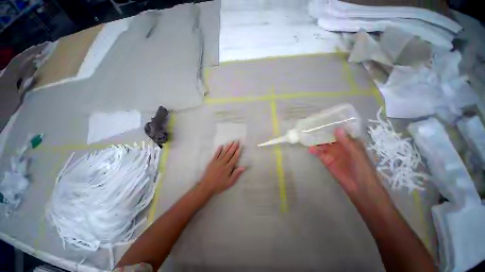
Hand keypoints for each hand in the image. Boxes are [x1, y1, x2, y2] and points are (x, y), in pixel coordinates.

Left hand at [198, 141, 244, 196]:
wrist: (206, 186)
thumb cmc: (219, 185)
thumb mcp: (229, 183)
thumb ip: (236, 174)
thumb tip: (243, 167)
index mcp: (228, 168)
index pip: (234, 158)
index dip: (238, 152)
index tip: (240, 146)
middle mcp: (223, 163)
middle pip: (229, 153)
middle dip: (234, 147)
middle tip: (237, 141)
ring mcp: (217, 161)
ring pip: (223, 152)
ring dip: (228, 146)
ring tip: (231, 141)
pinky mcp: (212, 162)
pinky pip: (216, 154)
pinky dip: (218, 150)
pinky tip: (221, 146)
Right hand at [309, 127, 391, 209]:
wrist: (359, 187)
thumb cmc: (362, 168)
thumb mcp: (356, 153)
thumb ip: (346, 142)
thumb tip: (337, 128)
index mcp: (349, 142)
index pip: (340, 131)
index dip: (333, 125)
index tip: (325, 119)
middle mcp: (340, 146)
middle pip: (329, 137)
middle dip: (322, 132)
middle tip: (312, 126)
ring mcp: (332, 153)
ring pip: (323, 144)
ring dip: (316, 140)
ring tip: (307, 135)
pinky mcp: (326, 160)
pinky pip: (319, 153)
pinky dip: (314, 150)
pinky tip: (310, 148)